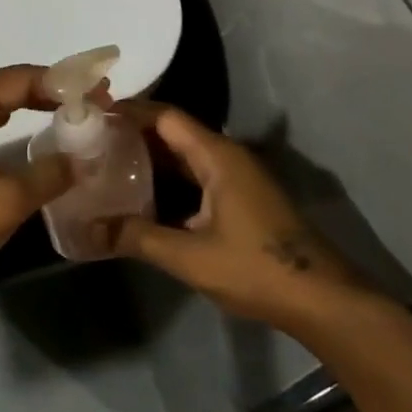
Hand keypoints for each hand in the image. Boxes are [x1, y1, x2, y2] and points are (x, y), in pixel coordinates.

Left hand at [0, 65, 73, 297]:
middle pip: (9, 86)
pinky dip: (15, 126)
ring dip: (34, 107)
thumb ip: (50, 173)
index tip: (103, 95)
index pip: (21, 78)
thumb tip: (84, 157)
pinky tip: (35, 136)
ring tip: (74, 114)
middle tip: (95, 104)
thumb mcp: (5, 199)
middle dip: (52, 92)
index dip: (65, 84)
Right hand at [105, 105, 372, 330]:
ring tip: (107, 168)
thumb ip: (137, 237)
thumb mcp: (190, 256)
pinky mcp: (241, 200)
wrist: (323, 300)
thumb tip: (89, 230)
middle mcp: (227, 157)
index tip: (92, 115)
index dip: (128, 112)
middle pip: (173, 133)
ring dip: (149, 160)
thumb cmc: (256, 268)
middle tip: (90, 144)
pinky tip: (142, 200)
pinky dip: (167, 181)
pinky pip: (196, 177)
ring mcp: (237, 179)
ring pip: (184, 157)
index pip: (165, 117)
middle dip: (132, 135)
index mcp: (217, 156)